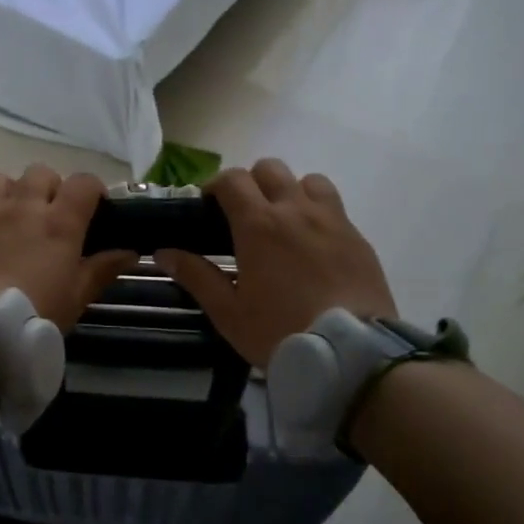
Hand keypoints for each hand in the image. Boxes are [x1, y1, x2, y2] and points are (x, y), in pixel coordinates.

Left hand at [0, 166, 137, 328]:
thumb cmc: (36, 311)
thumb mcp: (77, 296)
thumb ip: (102, 269)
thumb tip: (129, 252)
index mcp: (60, 222)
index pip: (83, 182)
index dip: (93, 189)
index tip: (97, 209)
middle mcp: (27, 207)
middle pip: (43, 173)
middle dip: (53, 187)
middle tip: (56, 215)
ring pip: (5, 177)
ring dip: (17, 189)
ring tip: (21, 213)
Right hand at [155, 159, 396, 367]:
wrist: (350, 354)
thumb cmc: (280, 331)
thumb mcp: (228, 311)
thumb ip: (196, 276)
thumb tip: (164, 252)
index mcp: (259, 225)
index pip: (233, 179)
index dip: (216, 185)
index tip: (209, 205)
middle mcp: (296, 210)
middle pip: (270, 169)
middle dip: (252, 182)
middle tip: (244, 213)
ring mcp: (333, 221)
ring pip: (309, 180)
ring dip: (291, 191)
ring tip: (284, 221)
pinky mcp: (359, 238)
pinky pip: (335, 207)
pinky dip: (318, 213)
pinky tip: (313, 244)